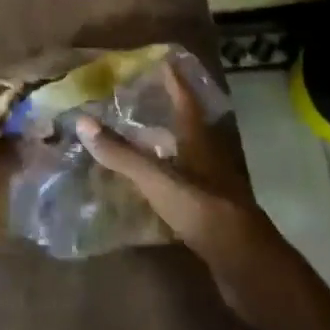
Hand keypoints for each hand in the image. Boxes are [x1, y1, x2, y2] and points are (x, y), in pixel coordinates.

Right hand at [76, 63, 294, 319]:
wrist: (247, 268)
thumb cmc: (204, 212)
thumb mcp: (158, 181)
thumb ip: (122, 154)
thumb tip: (82, 121)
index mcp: (200, 144)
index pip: (186, 103)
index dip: (174, 82)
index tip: (163, 61)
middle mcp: (208, 161)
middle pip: (186, 130)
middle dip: (165, 113)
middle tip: (137, 100)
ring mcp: (210, 190)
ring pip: (183, 160)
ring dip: (161, 150)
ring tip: (133, 141)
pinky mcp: (207, 217)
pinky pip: (180, 190)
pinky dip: (161, 183)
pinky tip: (143, 191)